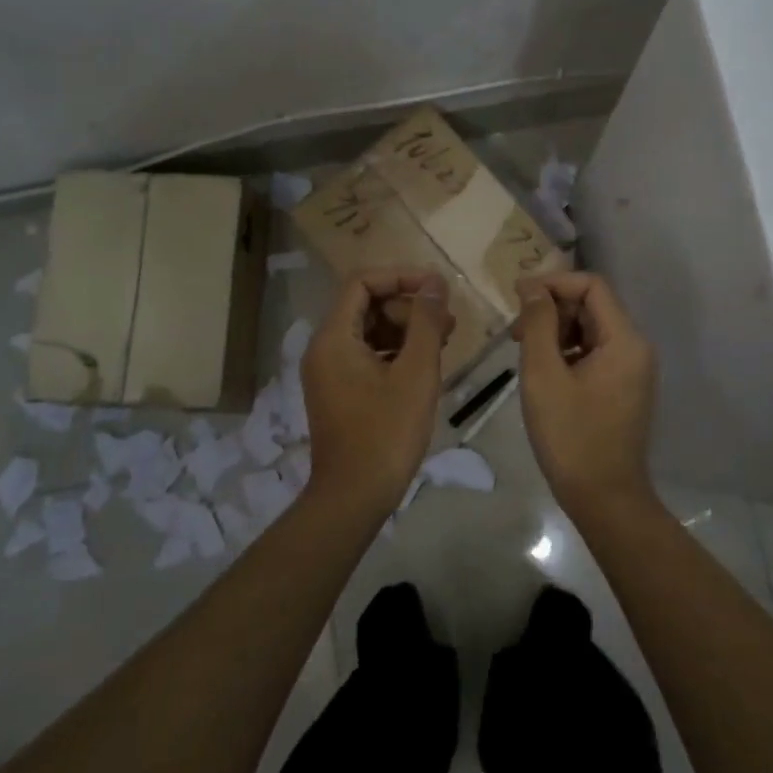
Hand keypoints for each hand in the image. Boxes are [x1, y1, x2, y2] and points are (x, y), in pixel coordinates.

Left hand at [301, 268, 453, 512]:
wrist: (354, 496)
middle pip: (366, 305)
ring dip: (406, 329)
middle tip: (448, 321)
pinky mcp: (339, 391)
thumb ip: (426, 322)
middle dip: (408, 306)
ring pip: (369, 331)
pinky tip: (425, 364)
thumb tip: (435, 283)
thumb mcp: (416, 373)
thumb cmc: (387, 433)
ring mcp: (329, 372)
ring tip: (445, 341)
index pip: (362, 282)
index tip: (437, 287)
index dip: (401, 276)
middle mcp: (324, 348)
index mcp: (334, 337)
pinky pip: (366, 355)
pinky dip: (395, 352)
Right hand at [512, 272, 656, 511]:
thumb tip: (532, 286)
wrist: (604, 497)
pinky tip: (543, 373)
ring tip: (525, 353)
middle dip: (552, 309)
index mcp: (625, 340)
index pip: (592, 286)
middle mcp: (636, 348)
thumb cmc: (571, 436)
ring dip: (557, 331)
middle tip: (516, 333)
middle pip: (592, 306)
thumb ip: (538, 323)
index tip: (517, 296)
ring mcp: (632, 369)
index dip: (553, 283)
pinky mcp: (623, 388)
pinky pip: (594, 353)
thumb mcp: (544, 375)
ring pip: (591, 330)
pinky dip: (567, 352)